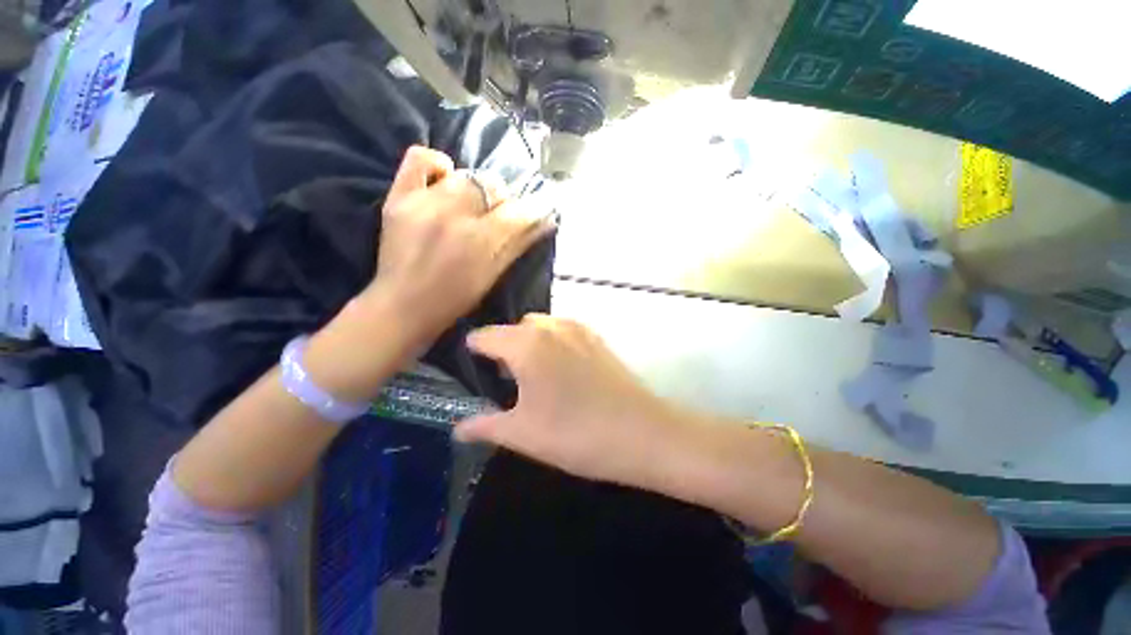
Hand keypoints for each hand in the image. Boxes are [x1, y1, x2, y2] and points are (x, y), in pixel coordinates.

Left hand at [364, 146, 554, 343]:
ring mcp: (423, 202)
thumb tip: (547, 221)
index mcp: (480, 240)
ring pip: (464, 175)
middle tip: (497, 215)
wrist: (403, 305)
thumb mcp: (493, 275)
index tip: (535, 211)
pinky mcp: (398, 197)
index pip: (518, 211)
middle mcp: (453, 215)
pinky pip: (420, 158)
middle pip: (492, 185)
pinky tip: (444, 179)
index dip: (532, 209)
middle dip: (502, 199)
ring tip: (470, 205)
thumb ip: (519, 245)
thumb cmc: (456, 298)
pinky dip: (437, 164)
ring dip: (475, 188)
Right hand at [455, 315, 691, 485]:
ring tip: (534, 377)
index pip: (484, 336)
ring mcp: (578, 329)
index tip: (471, 374)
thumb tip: (457, 428)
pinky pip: (563, 331)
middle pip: (513, 328)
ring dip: (529, 344)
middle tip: (506, 383)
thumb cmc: (576, 434)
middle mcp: (551, 327)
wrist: (642, 433)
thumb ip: (484, 426)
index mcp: (526, 344)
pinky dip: (552, 343)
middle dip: (503, 349)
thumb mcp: (523, 434)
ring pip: (540, 327)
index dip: (472, 353)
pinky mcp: (597, 338)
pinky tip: (562, 372)